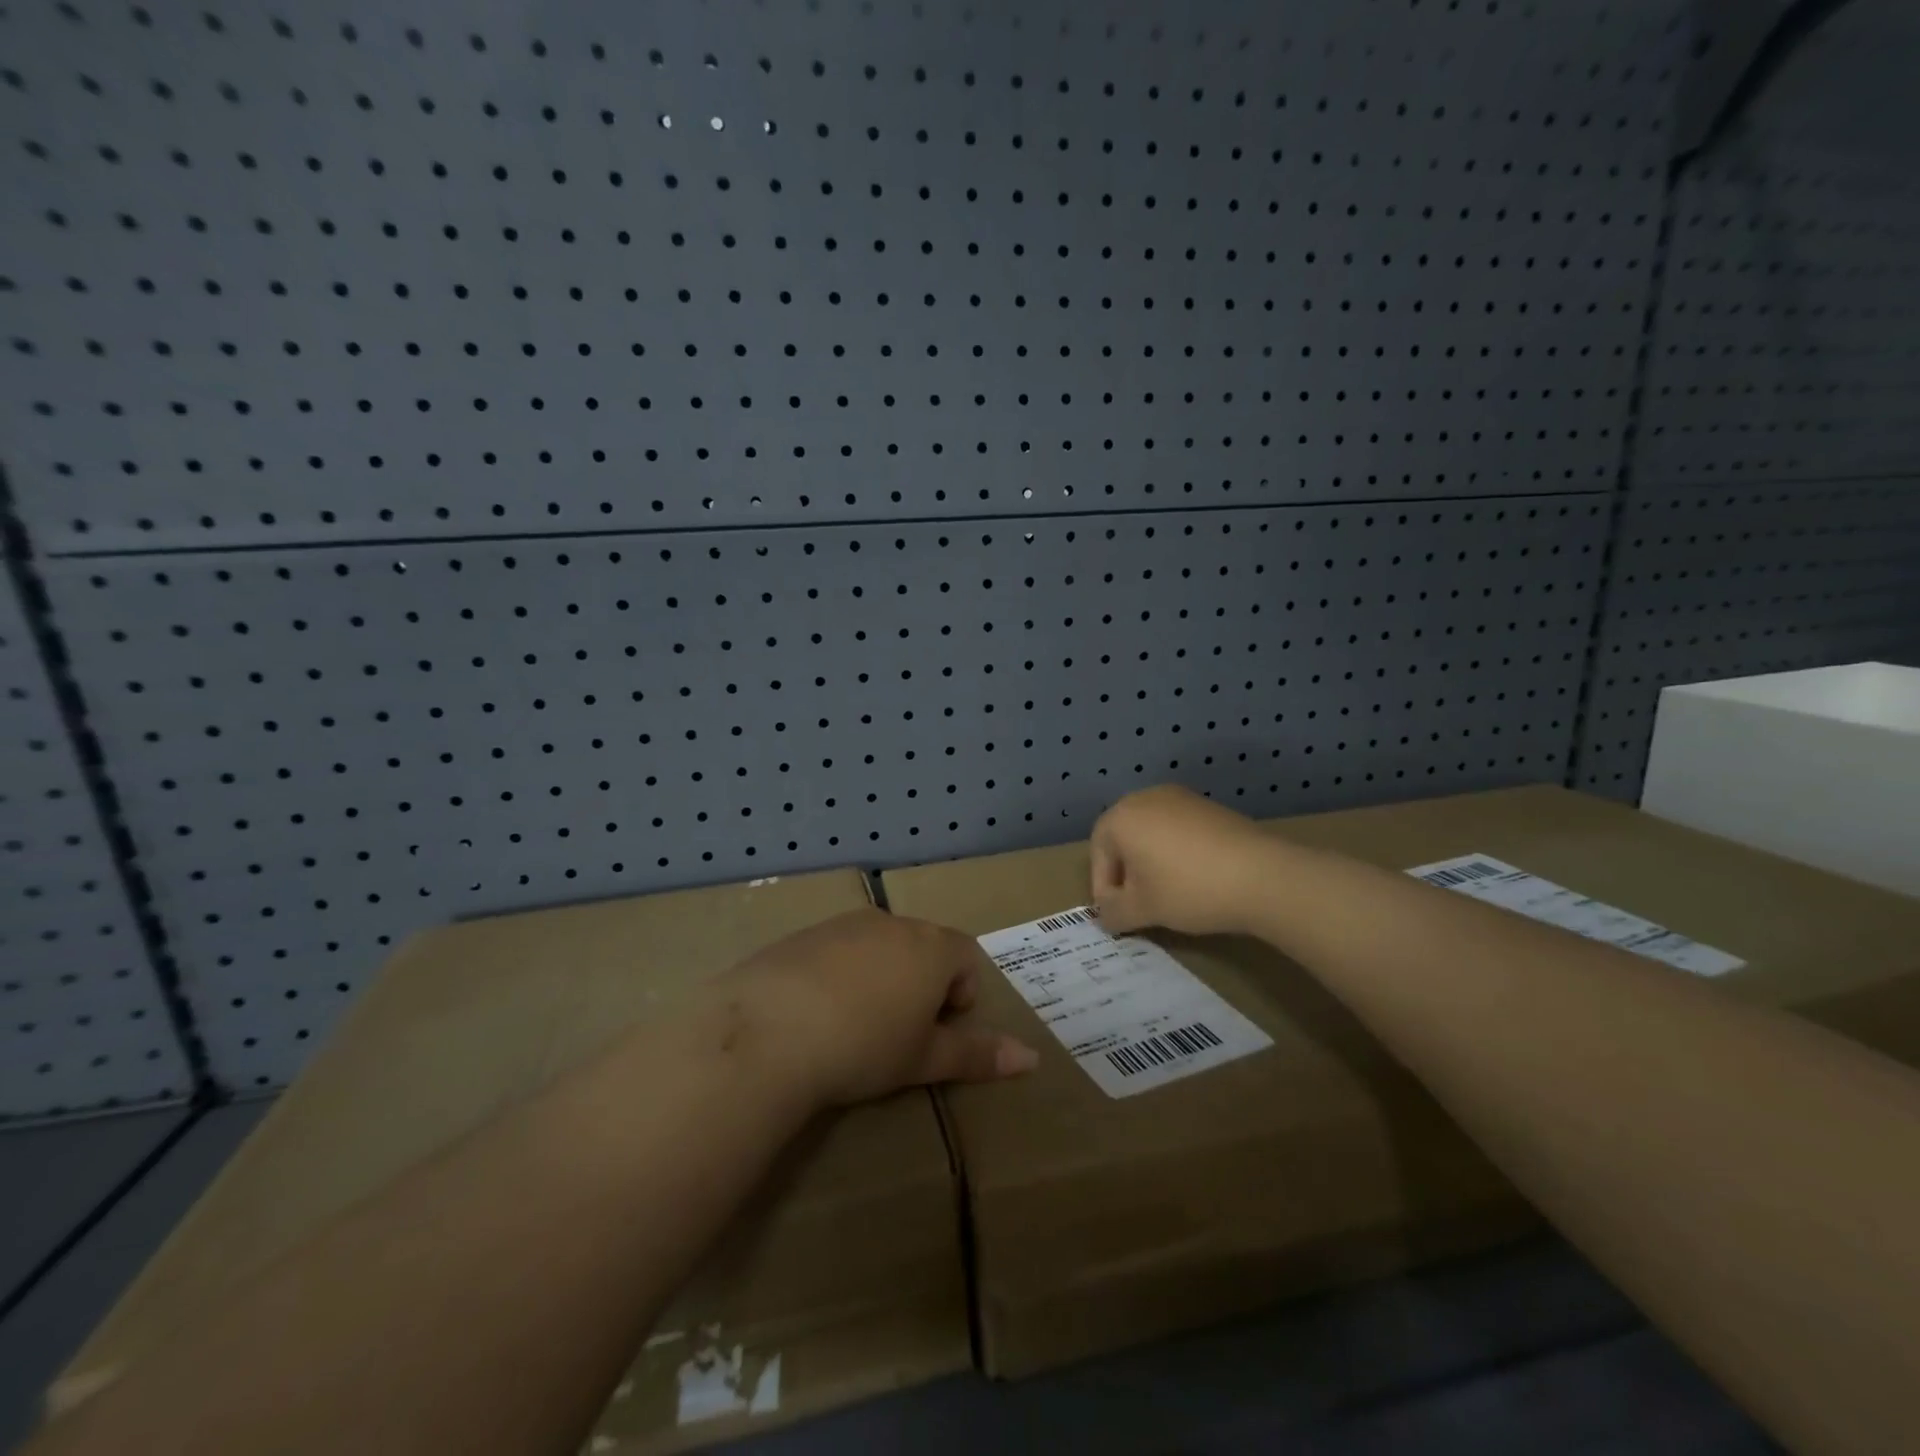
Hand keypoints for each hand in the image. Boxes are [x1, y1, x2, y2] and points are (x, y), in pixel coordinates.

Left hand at [719, 908, 1038, 1107]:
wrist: (770, 1031)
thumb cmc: (865, 1046)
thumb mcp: (924, 1058)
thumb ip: (978, 1054)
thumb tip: (1032, 1058)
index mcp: (931, 947)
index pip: (966, 957)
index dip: (960, 996)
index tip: (936, 1031)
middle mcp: (892, 924)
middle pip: (923, 947)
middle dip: (922, 985)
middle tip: (899, 1033)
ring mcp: (845, 924)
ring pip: (880, 946)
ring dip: (882, 977)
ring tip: (856, 1025)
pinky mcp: (804, 934)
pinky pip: (838, 949)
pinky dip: (841, 974)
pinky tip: (817, 1013)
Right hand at [1091, 785, 1275, 936]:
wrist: (1262, 875)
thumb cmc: (1188, 889)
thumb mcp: (1142, 910)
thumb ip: (1113, 913)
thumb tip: (1105, 915)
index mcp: (1121, 817)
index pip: (1097, 853)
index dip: (1103, 887)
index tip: (1117, 914)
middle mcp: (1145, 798)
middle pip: (1123, 839)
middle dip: (1126, 873)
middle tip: (1138, 904)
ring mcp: (1180, 798)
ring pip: (1151, 833)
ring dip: (1151, 862)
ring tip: (1167, 894)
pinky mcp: (1209, 806)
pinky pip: (1178, 830)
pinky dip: (1176, 853)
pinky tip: (1194, 879)